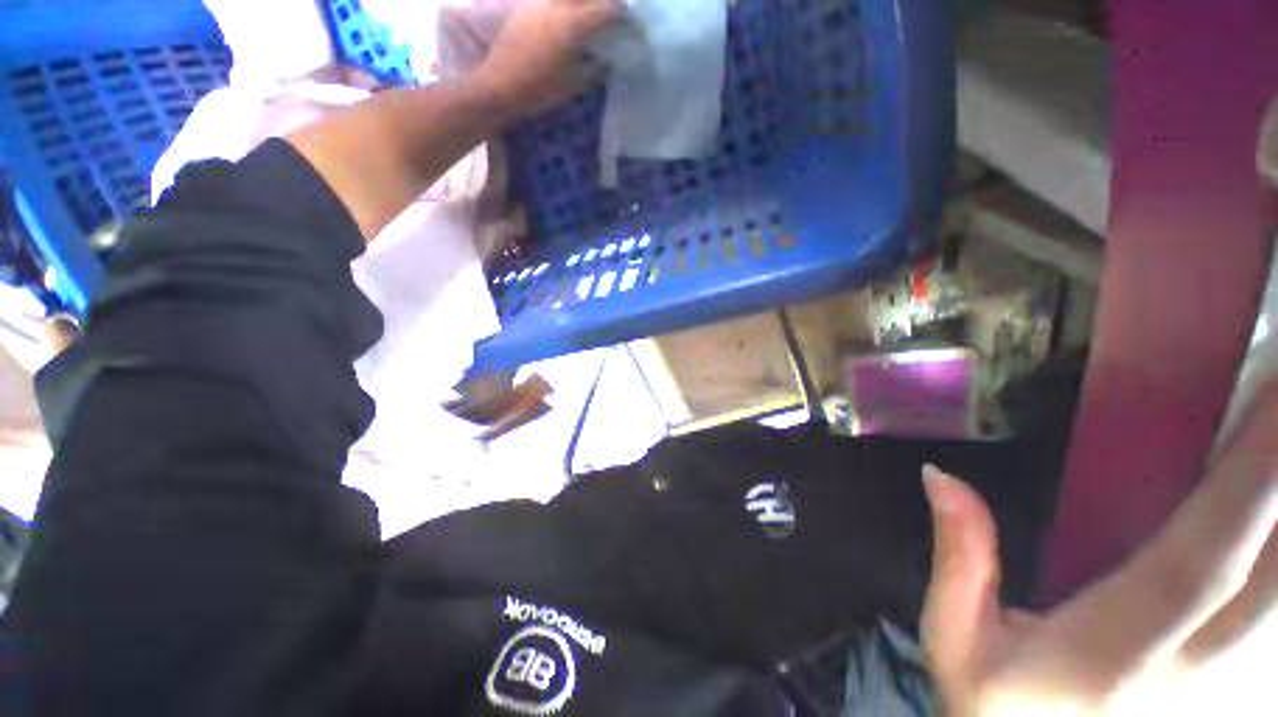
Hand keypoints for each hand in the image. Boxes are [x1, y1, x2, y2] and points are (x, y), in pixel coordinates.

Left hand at [472, 0, 621, 119]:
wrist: (500, 85)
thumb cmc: (540, 90)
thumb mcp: (574, 85)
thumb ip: (595, 70)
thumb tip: (607, 62)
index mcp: (573, 24)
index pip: (608, 9)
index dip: (624, 16)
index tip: (632, 26)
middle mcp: (558, 4)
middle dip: (604, 4)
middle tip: (612, 16)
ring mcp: (540, 2)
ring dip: (584, 4)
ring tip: (589, 17)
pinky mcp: (527, 7)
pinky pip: (553, 0)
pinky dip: (566, 5)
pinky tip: (566, 19)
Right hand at [921, 389, 1277, 714]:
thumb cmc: (999, 716)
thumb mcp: (957, 643)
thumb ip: (960, 562)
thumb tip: (942, 476)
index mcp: (1121, 652)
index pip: (1203, 555)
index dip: (1249, 479)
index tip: (1270, 394)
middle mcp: (1202, 669)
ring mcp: (1240, 689)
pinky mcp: (1251, 694)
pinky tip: (1273, 527)